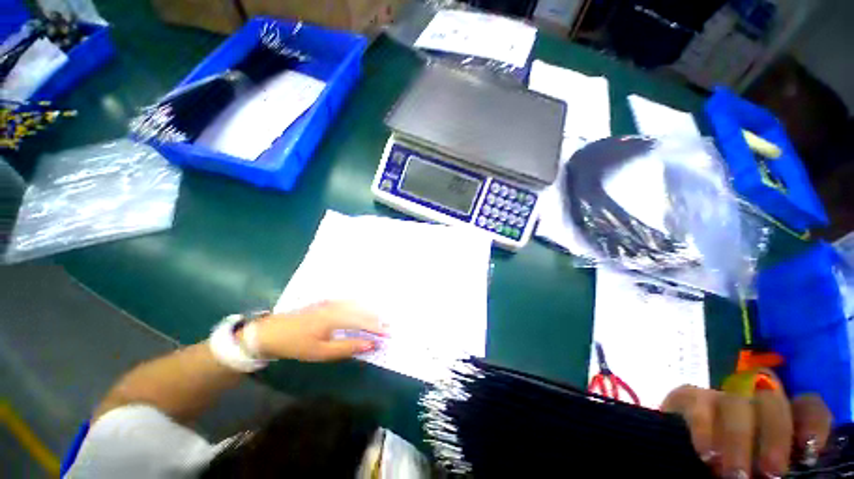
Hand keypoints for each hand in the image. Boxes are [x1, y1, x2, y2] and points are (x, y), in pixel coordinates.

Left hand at [252, 301, 385, 361]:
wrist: (272, 332)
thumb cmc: (296, 344)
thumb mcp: (321, 351)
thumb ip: (348, 347)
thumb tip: (370, 345)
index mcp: (335, 317)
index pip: (362, 322)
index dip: (376, 328)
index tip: (388, 334)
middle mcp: (337, 306)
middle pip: (362, 311)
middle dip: (377, 319)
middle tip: (389, 326)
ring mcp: (332, 302)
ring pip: (357, 304)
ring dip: (370, 312)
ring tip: (380, 319)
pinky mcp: (327, 302)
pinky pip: (350, 302)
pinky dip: (360, 306)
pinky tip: (363, 309)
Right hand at [662, 373, 831, 477]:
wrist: (683, 460)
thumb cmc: (740, 470)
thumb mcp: (761, 467)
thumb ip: (774, 463)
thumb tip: (796, 466)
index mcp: (780, 417)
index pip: (805, 405)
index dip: (812, 422)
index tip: (808, 455)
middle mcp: (753, 400)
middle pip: (770, 398)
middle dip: (774, 434)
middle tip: (770, 473)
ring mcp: (718, 396)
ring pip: (734, 402)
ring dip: (738, 439)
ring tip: (734, 475)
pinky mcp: (687, 396)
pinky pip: (697, 404)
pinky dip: (704, 429)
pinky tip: (706, 455)